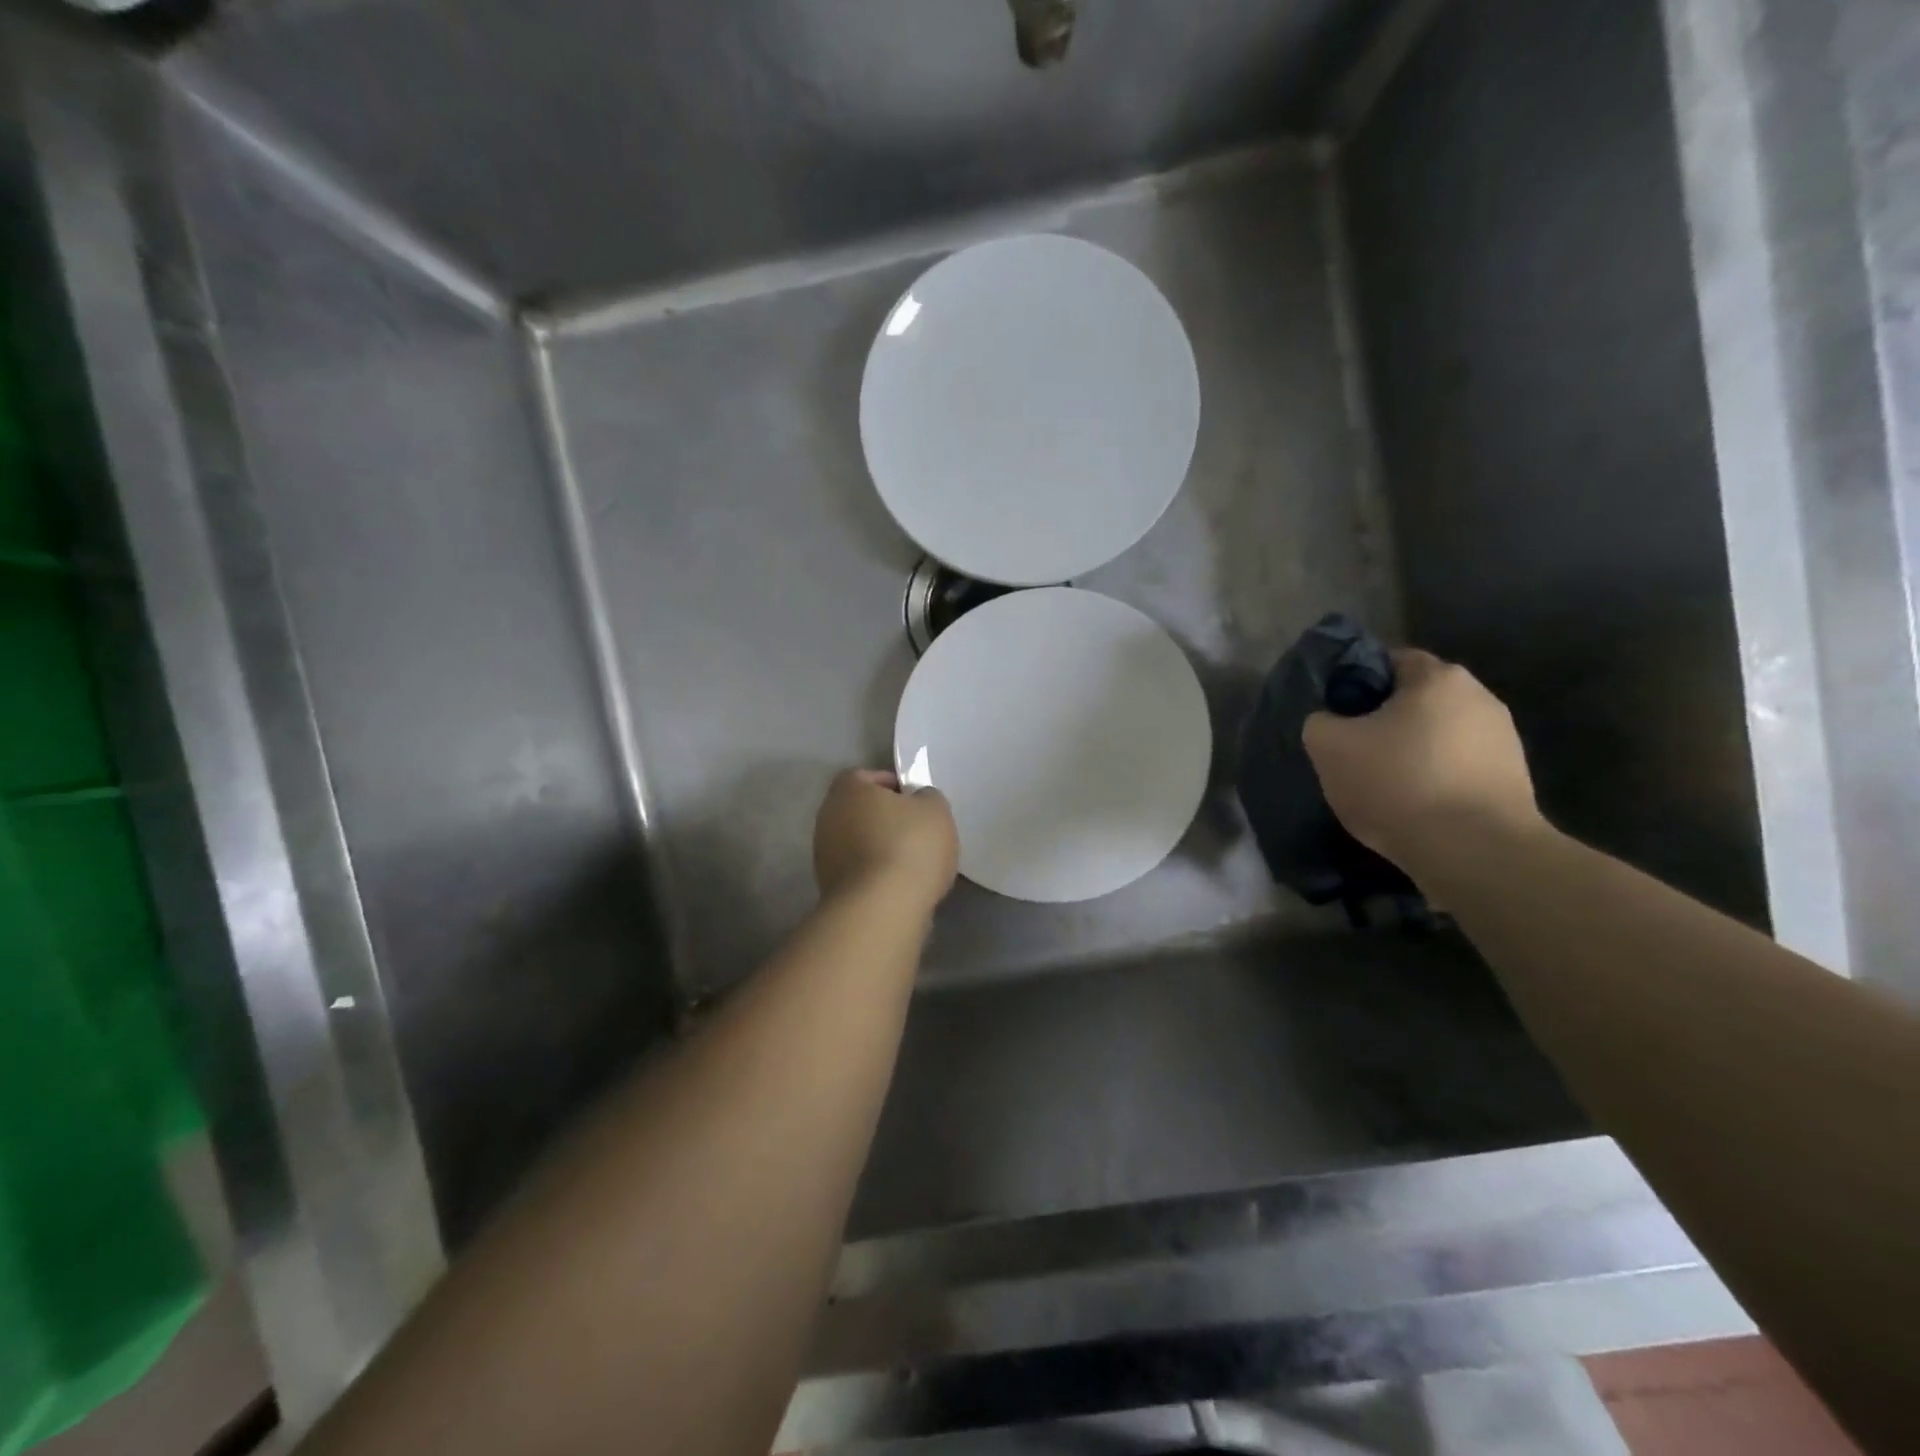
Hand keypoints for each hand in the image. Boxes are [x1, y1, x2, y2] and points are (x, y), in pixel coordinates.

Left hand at [813, 769, 959, 914]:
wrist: (881, 909)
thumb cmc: (909, 846)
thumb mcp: (935, 809)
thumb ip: (926, 797)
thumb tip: (917, 801)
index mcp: (848, 789)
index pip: (866, 776)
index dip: (892, 785)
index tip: (915, 801)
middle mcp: (827, 816)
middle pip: (859, 810)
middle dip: (885, 818)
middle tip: (916, 831)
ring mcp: (823, 855)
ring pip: (857, 842)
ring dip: (879, 848)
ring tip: (911, 863)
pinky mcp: (829, 888)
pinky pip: (857, 871)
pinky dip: (874, 874)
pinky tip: (898, 886)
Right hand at [1303, 649, 1543, 876]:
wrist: (1475, 852)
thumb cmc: (1398, 783)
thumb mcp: (1329, 747)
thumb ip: (1320, 722)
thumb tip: (1330, 722)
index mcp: (1438, 677)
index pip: (1387, 661)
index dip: (1355, 683)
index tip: (1336, 716)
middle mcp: (1480, 697)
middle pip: (1416, 700)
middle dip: (1385, 721)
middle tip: (1354, 752)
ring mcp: (1504, 740)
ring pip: (1438, 736)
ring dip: (1412, 752)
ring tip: (1384, 786)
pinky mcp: (1514, 780)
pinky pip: (1458, 768)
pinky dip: (1435, 780)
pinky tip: (1415, 807)